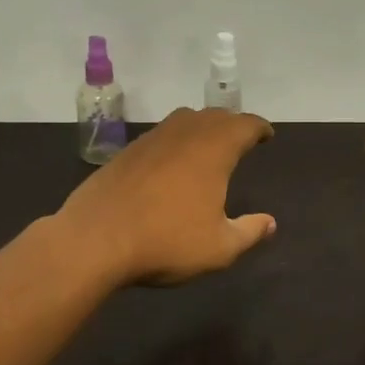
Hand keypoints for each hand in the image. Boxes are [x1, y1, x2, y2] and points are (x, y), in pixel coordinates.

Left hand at [56, 108, 276, 285]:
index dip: (259, 128)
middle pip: (214, 116)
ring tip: (208, 145)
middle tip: (242, 139)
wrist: (94, 240)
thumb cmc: (166, 242)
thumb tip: (270, 223)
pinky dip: (175, 140)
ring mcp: (151, 140)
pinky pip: (160, 135)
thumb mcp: (219, 248)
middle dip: (232, 124)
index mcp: (213, 150)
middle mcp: (184, 135)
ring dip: (202, 127)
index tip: (267, 135)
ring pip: (184, 120)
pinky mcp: (126, 152)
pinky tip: (171, 163)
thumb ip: (249, 232)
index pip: (244, 125)